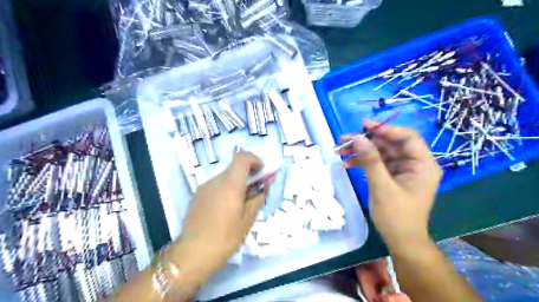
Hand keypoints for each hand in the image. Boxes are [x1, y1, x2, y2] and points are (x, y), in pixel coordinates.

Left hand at [166, 151, 263, 287]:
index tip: (261, 171)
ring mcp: (204, 187)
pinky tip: (226, 208)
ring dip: (236, 182)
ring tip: (241, 202)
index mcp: (230, 184)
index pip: (242, 157)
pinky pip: (216, 185)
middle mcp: (215, 180)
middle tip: (255, 190)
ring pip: (225, 176)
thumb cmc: (225, 237)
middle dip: (247, 173)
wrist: (193, 253)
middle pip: (234, 167)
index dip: (254, 159)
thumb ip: (258, 198)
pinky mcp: (197, 195)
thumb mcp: (248, 219)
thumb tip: (265, 186)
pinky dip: (226, 189)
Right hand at [341, 122, 441, 250]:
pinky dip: (363, 162)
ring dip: (361, 151)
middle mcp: (415, 164)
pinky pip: (377, 163)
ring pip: (381, 152)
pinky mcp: (393, 176)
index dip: (386, 129)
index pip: (407, 137)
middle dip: (367, 141)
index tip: (364, 126)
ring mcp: (403, 170)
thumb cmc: (396, 216)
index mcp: (423, 164)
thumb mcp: (382, 187)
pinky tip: (348, 163)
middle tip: (344, 140)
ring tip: (341, 151)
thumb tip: (358, 138)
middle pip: (390, 144)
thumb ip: (371, 161)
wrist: (400, 240)